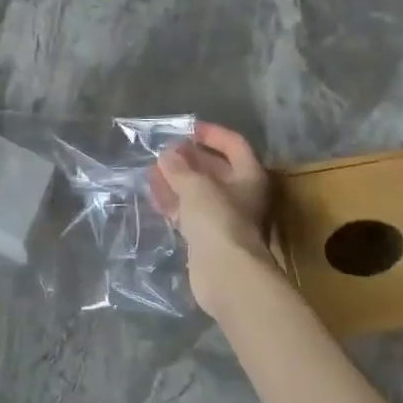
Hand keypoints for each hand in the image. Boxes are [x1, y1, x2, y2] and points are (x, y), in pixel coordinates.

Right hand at [149, 122, 272, 274]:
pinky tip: (154, 196)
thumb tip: (167, 155)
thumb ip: (179, 167)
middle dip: (189, 159)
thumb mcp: (195, 185)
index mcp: (250, 176)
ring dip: (177, 180)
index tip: (187, 128)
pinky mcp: (208, 238)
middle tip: (164, 152)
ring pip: (199, 192)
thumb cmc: (218, 219)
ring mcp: (225, 218)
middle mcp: (242, 195)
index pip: (234, 145)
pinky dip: (174, 202)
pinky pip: (189, 213)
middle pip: (216, 169)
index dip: (212, 134)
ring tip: (152, 171)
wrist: (226, 274)